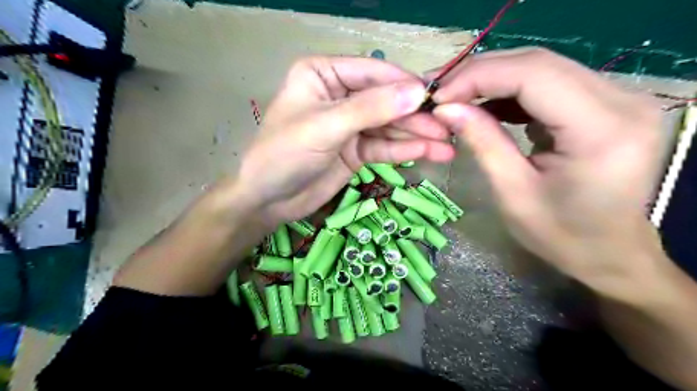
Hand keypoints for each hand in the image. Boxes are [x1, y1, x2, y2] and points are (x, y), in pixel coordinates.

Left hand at [235, 54, 452, 223]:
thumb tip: (416, 93)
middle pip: (385, 101)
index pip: (373, 72)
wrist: (267, 200)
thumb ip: (370, 109)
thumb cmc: (284, 154)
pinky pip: (383, 147)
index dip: (405, 85)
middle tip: (448, 128)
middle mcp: (340, 95)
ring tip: (446, 147)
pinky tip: (427, 153)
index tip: (436, 98)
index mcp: (324, 74)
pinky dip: (404, 150)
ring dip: (416, 136)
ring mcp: (350, 125)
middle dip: (415, 116)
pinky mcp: (356, 150)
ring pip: (388, 126)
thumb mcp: (325, 127)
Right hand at [434, 47, 666, 298]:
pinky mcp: (605, 103)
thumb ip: (482, 142)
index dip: (479, 77)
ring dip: (493, 79)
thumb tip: (445, 107)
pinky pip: (549, 83)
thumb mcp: (512, 192)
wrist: (609, 252)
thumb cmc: (561, 235)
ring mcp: (618, 97)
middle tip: (441, 93)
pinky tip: (486, 106)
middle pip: (539, 63)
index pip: (534, 75)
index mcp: (603, 130)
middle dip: (481, 73)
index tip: (439, 96)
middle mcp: (622, 100)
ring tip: (457, 98)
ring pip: (542, 68)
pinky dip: (510, 90)